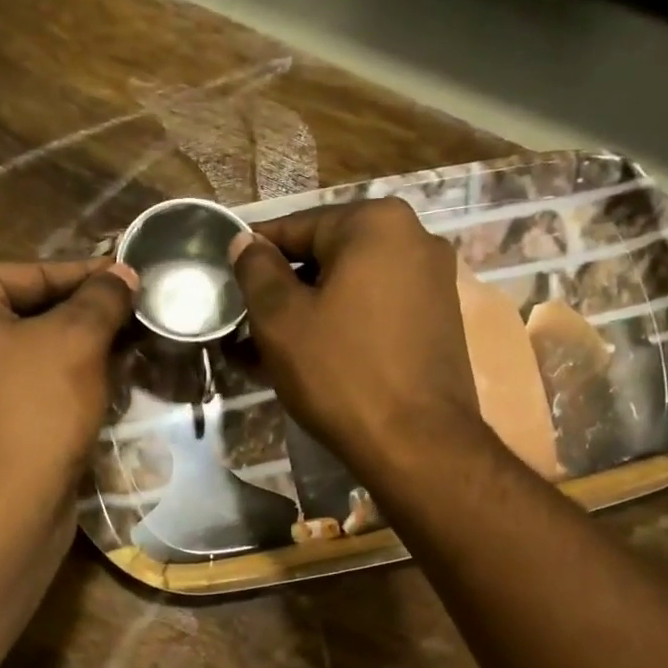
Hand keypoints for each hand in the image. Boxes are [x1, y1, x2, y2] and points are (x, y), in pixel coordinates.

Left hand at [0, 257, 136, 508]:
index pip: (29, 273)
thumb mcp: (75, 341)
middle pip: (26, 312)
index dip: (88, 276)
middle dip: (83, 317)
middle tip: (136, 315)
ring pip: (27, 353)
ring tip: (129, 347)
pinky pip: (22, 388)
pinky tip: (102, 386)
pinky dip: (58, 385)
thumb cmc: (32, 410)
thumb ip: (101, 299)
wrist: (2, 512)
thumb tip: (122, 274)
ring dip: (77, 352)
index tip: (132, 278)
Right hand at [230, 199, 482, 473]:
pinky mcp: (439, 323)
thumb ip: (256, 271)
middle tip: (247, 325)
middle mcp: (415, 239)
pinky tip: (313, 360)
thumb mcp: (280, 319)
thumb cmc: (340, 372)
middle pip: (328, 258)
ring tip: (270, 350)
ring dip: (309, 314)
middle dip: (284, 291)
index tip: (227, 281)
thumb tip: (247, 243)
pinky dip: (342, 328)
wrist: (417, 444)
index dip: (255, 256)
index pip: (296, 228)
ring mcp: (434, 283)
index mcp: (376, 223)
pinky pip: (376, 313)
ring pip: (351, 289)